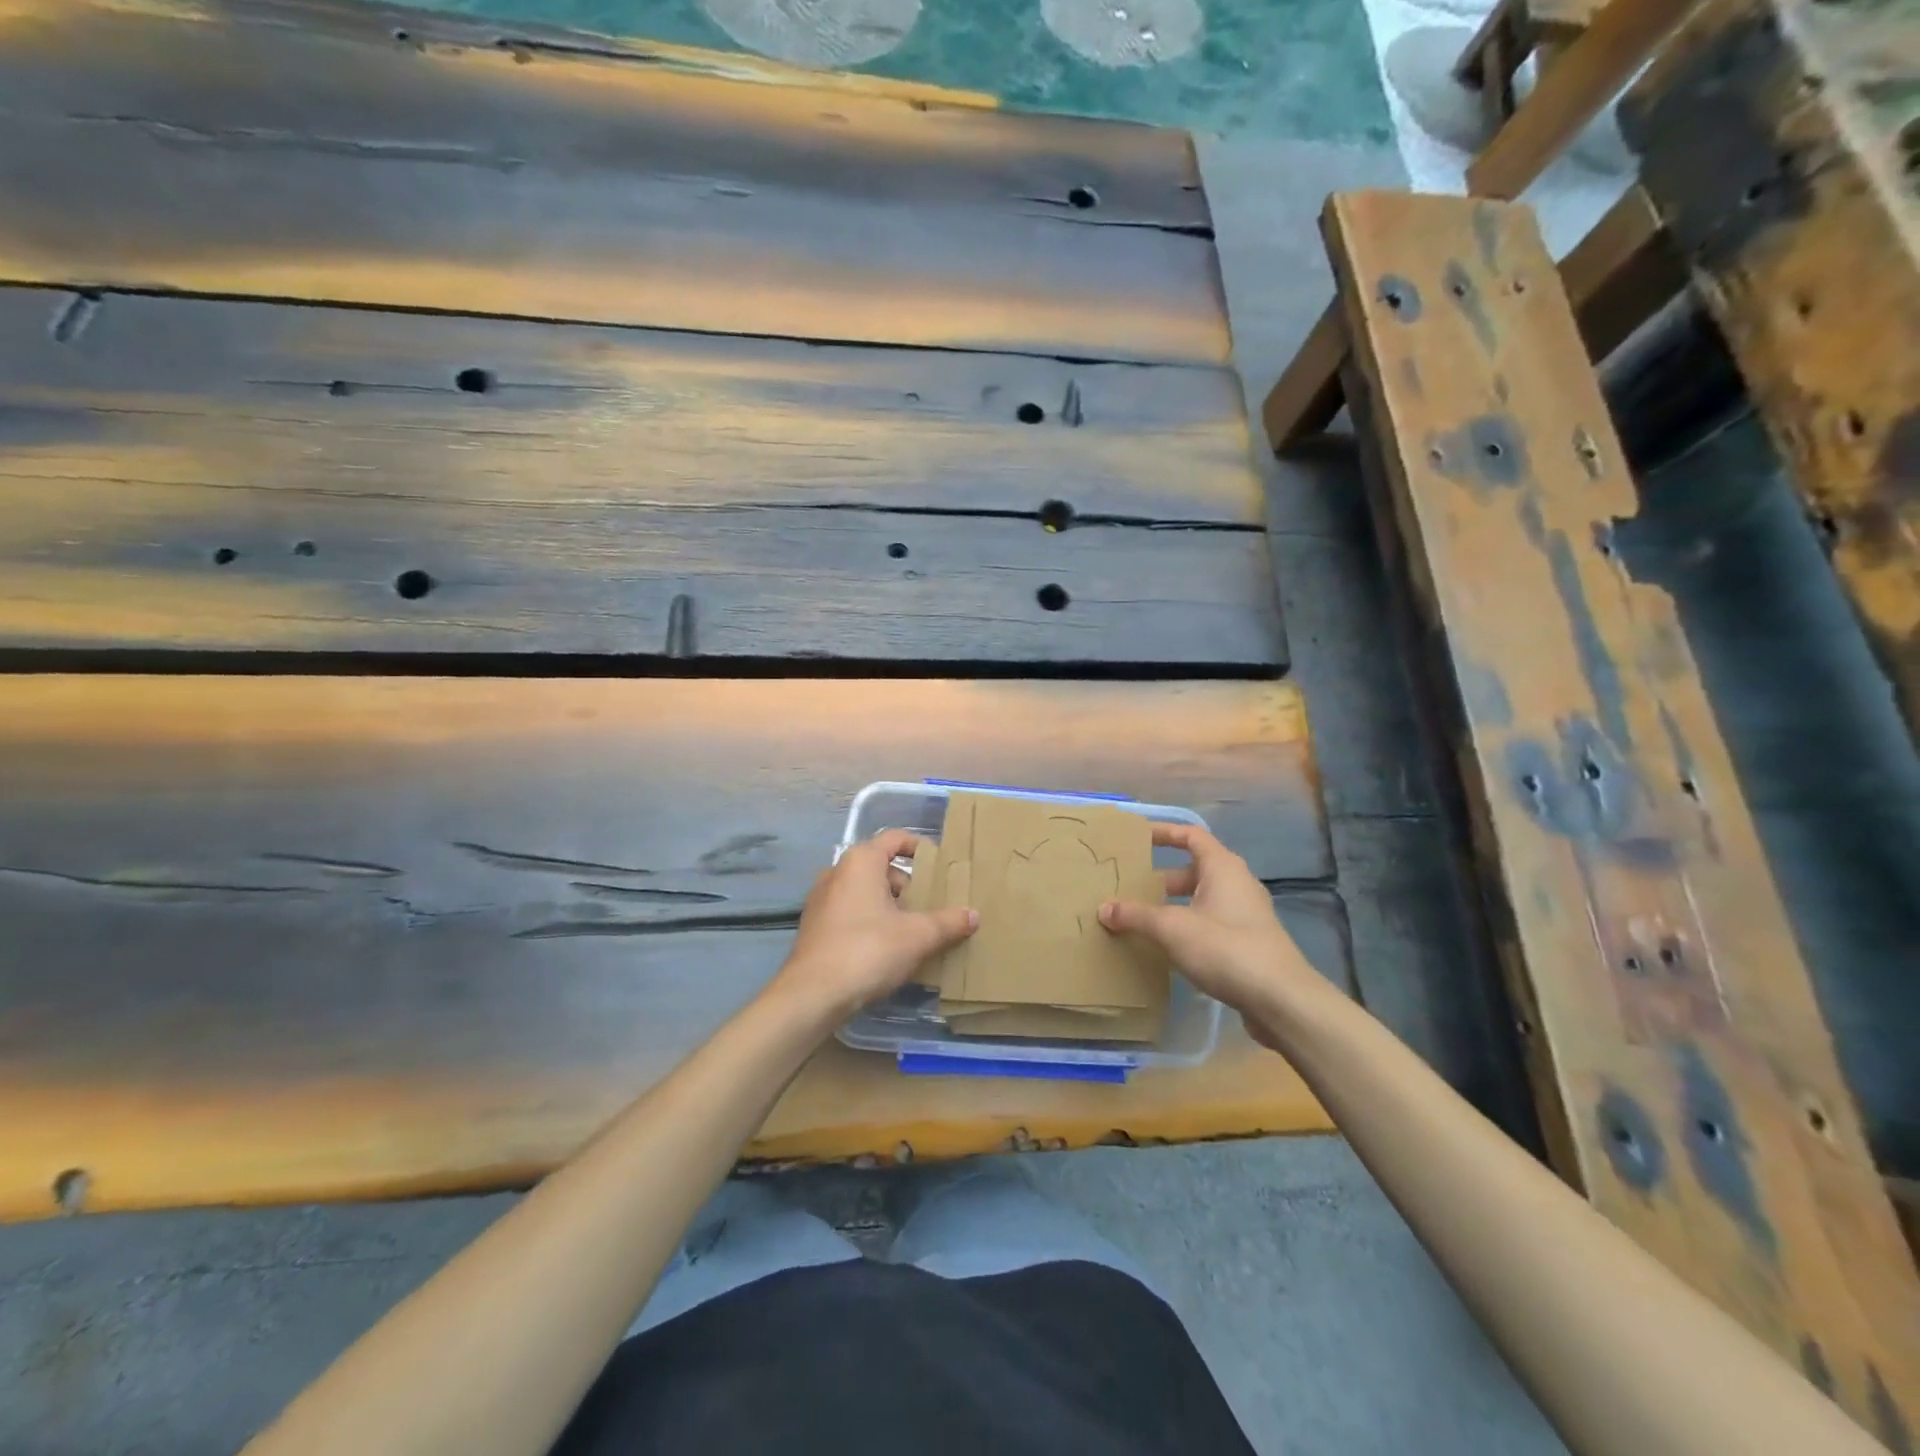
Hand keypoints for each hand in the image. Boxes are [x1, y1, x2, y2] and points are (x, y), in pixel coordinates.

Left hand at [773, 828, 978, 1019]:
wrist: (812, 995)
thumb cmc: (868, 950)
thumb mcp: (917, 936)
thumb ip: (948, 922)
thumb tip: (973, 915)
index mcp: (861, 861)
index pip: (895, 839)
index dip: (920, 848)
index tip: (941, 866)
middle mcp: (837, 871)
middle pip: (881, 868)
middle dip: (909, 886)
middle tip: (933, 907)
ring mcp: (821, 899)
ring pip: (865, 892)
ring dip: (890, 906)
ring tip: (915, 932)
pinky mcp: (814, 926)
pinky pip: (850, 913)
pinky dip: (871, 922)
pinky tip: (888, 950)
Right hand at [1098, 825, 1324, 1043]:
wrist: (1281, 999)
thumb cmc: (1225, 948)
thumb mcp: (1172, 928)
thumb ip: (1136, 916)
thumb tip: (1103, 908)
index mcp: (1222, 867)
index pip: (1191, 835)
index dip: (1163, 833)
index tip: (1136, 838)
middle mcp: (1237, 883)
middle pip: (1193, 870)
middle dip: (1160, 878)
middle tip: (1129, 888)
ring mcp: (1246, 914)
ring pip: (1201, 900)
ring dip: (1172, 906)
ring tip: (1141, 920)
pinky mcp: (1249, 943)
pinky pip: (1210, 923)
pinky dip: (1187, 928)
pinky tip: (1167, 949)